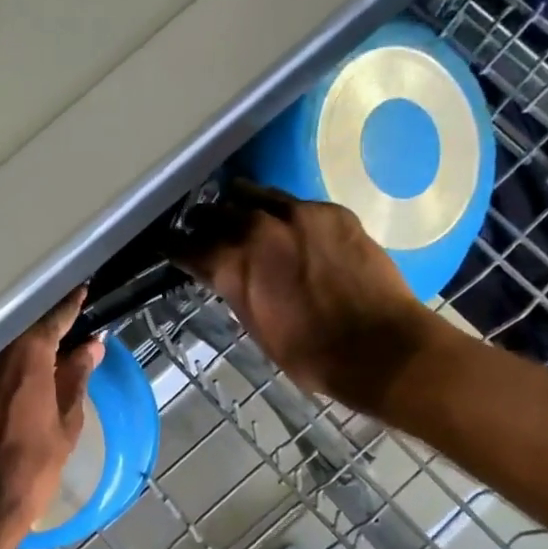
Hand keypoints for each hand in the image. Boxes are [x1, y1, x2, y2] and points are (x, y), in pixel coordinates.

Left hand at [0, 288, 104, 548]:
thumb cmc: (28, 471)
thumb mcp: (65, 427)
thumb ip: (76, 379)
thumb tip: (92, 345)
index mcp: (27, 354)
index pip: (54, 316)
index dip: (70, 304)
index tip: (81, 290)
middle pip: (17, 326)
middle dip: (37, 323)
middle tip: (56, 326)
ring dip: (9, 345)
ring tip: (27, 352)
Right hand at [174, 181, 443, 412]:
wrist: (378, 346)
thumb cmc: (308, 354)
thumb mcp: (255, 326)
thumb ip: (236, 291)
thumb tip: (228, 275)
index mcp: (231, 265)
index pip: (186, 246)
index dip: (175, 247)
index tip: (170, 247)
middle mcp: (257, 229)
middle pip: (215, 212)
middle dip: (204, 221)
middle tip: (202, 229)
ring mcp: (297, 214)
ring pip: (253, 194)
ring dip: (239, 205)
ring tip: (237, 213)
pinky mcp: (331, 211)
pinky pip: (294, 202)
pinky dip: (281, 212)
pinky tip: (287, 224)